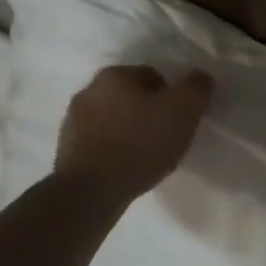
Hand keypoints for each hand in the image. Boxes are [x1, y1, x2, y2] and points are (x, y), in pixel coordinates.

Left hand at [54, 65, 214, 203]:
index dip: (171, 98)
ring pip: (112, 120)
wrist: (91, 190)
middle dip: (147, 113)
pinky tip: (124, 169)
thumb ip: (197, 88)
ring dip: (128, 132)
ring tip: (144, 158)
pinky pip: (98, 144)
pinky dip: (112, 151)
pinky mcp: (65, 149)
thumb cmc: (140, 143)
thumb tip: (200, 78)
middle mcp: (88, 90)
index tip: (179, 121)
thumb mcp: (183, 110)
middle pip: (130, 97)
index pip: (153, 77)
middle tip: (165, 139)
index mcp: (114, 75)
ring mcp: (72, 121)